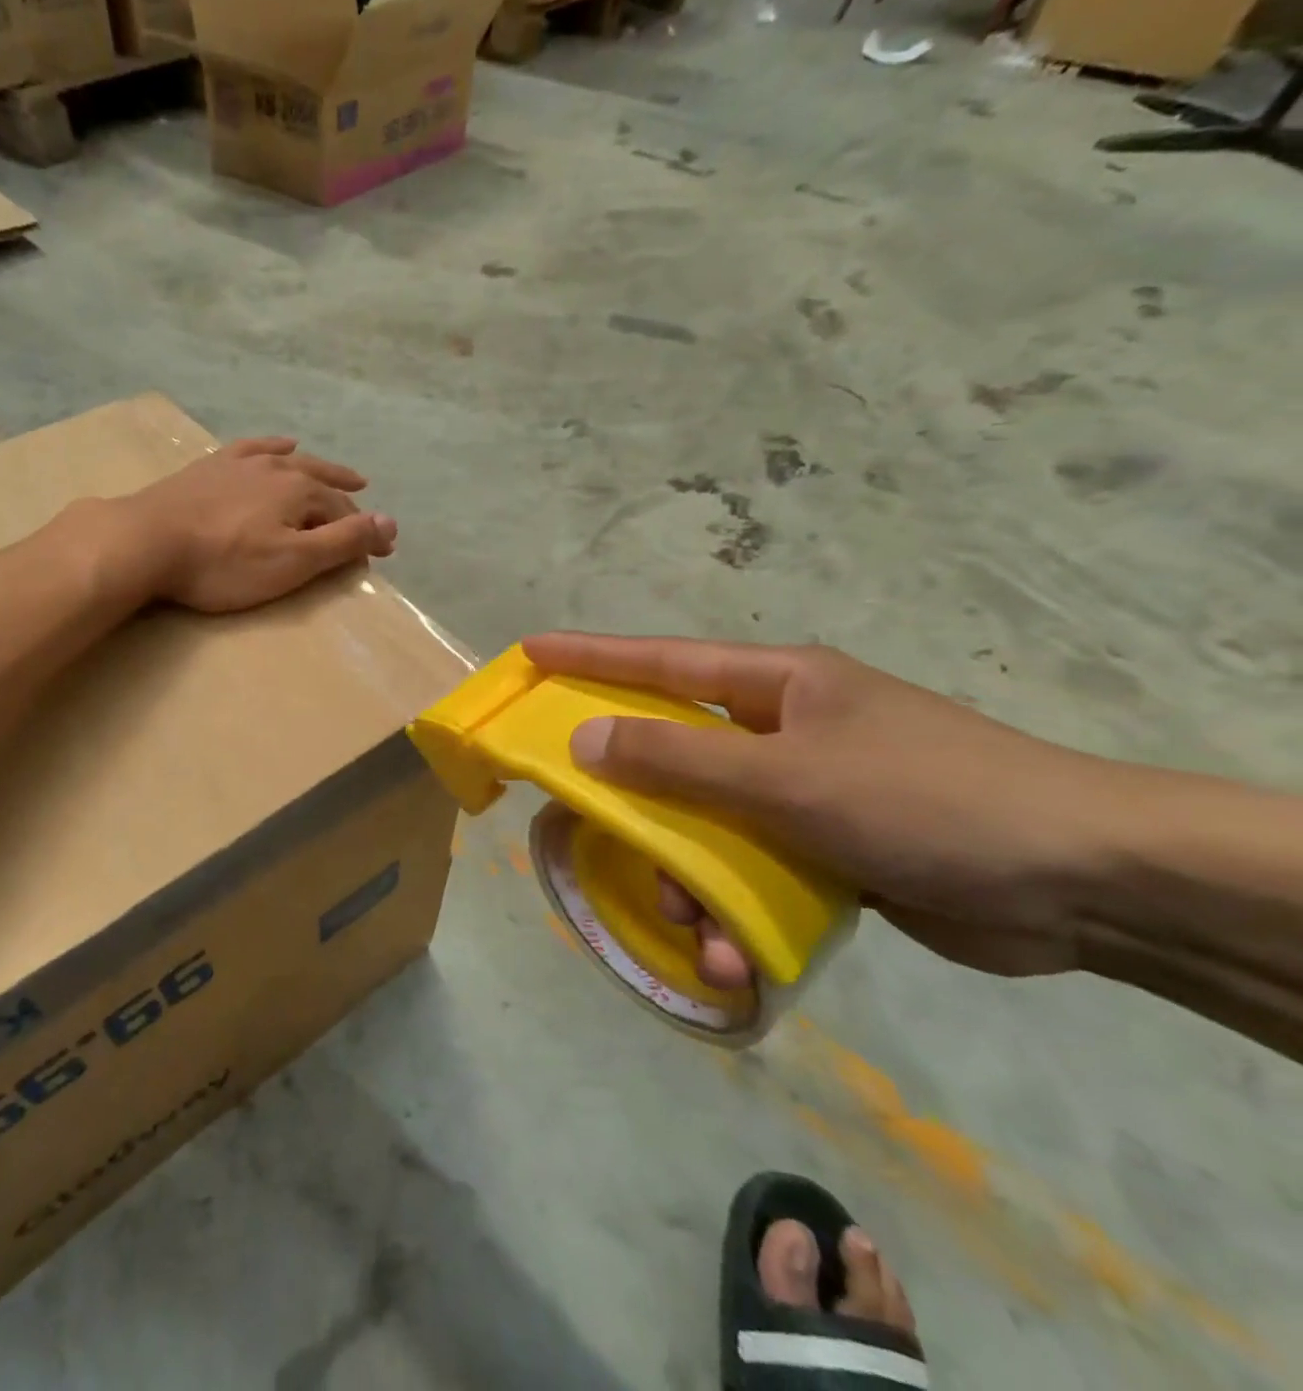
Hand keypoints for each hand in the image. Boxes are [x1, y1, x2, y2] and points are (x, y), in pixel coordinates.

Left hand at [115, 437, 395, 613]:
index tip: (382, 552)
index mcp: (301, 492)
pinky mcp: (212, 466)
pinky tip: (281, 444)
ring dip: (322, 469)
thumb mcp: (293, 562)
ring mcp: (242, 462)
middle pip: (324, 483)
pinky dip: (275, 447)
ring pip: (294, 461)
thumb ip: (343, 542)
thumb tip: (391, 522)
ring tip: (344, 474)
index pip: (345, 513)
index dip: (365, 533)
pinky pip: (255, 448)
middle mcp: (278, 468)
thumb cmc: (225, 563)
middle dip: (349, 500)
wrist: (147, 540)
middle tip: (368, 515)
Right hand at [522, 633, 1133, 982]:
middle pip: (670, 755)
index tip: (530, 655)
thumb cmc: (924, 799)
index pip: (658, 660)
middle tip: (594, 831)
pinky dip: (732, 913)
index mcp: (773, 687)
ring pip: (702, 826)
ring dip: (686, 881)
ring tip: (695, 930)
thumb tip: (583, 741)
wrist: (1083, 885)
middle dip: (636, 807)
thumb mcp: (787, 777)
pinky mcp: (819, 848)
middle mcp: (776, 731)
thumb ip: (678, 760)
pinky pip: (745, 872)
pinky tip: (737, 959)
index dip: (588, 658)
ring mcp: (798, 791)